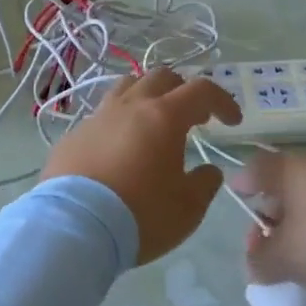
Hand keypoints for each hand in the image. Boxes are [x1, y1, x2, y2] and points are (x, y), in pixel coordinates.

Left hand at [41, 69, 241, 264]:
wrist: (73, 227)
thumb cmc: (140, 215)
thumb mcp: (188, 208)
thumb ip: (205, 184)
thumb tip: (208, 170)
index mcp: (164, 116)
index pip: (201, 90)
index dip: (222, 101)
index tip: (232, 121)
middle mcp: (131, 106)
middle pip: (162, 77)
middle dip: (184, 91)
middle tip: (194, 117)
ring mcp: (98, 116)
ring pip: (127, 86)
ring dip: (148, 96)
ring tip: (154, 121)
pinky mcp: (74, 134)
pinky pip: (102, 115)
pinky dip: (119, 122)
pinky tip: (119, 148)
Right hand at [235, 152, 305, 293]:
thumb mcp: (287, 259)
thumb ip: (260, 262)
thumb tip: (254, 263)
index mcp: (287, 170)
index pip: (254, 168)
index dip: (242, 187)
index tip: (239, 206)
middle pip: (282, 187)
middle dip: (271, 217)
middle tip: (266, 248)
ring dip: (300, 228)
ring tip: (300, 261)